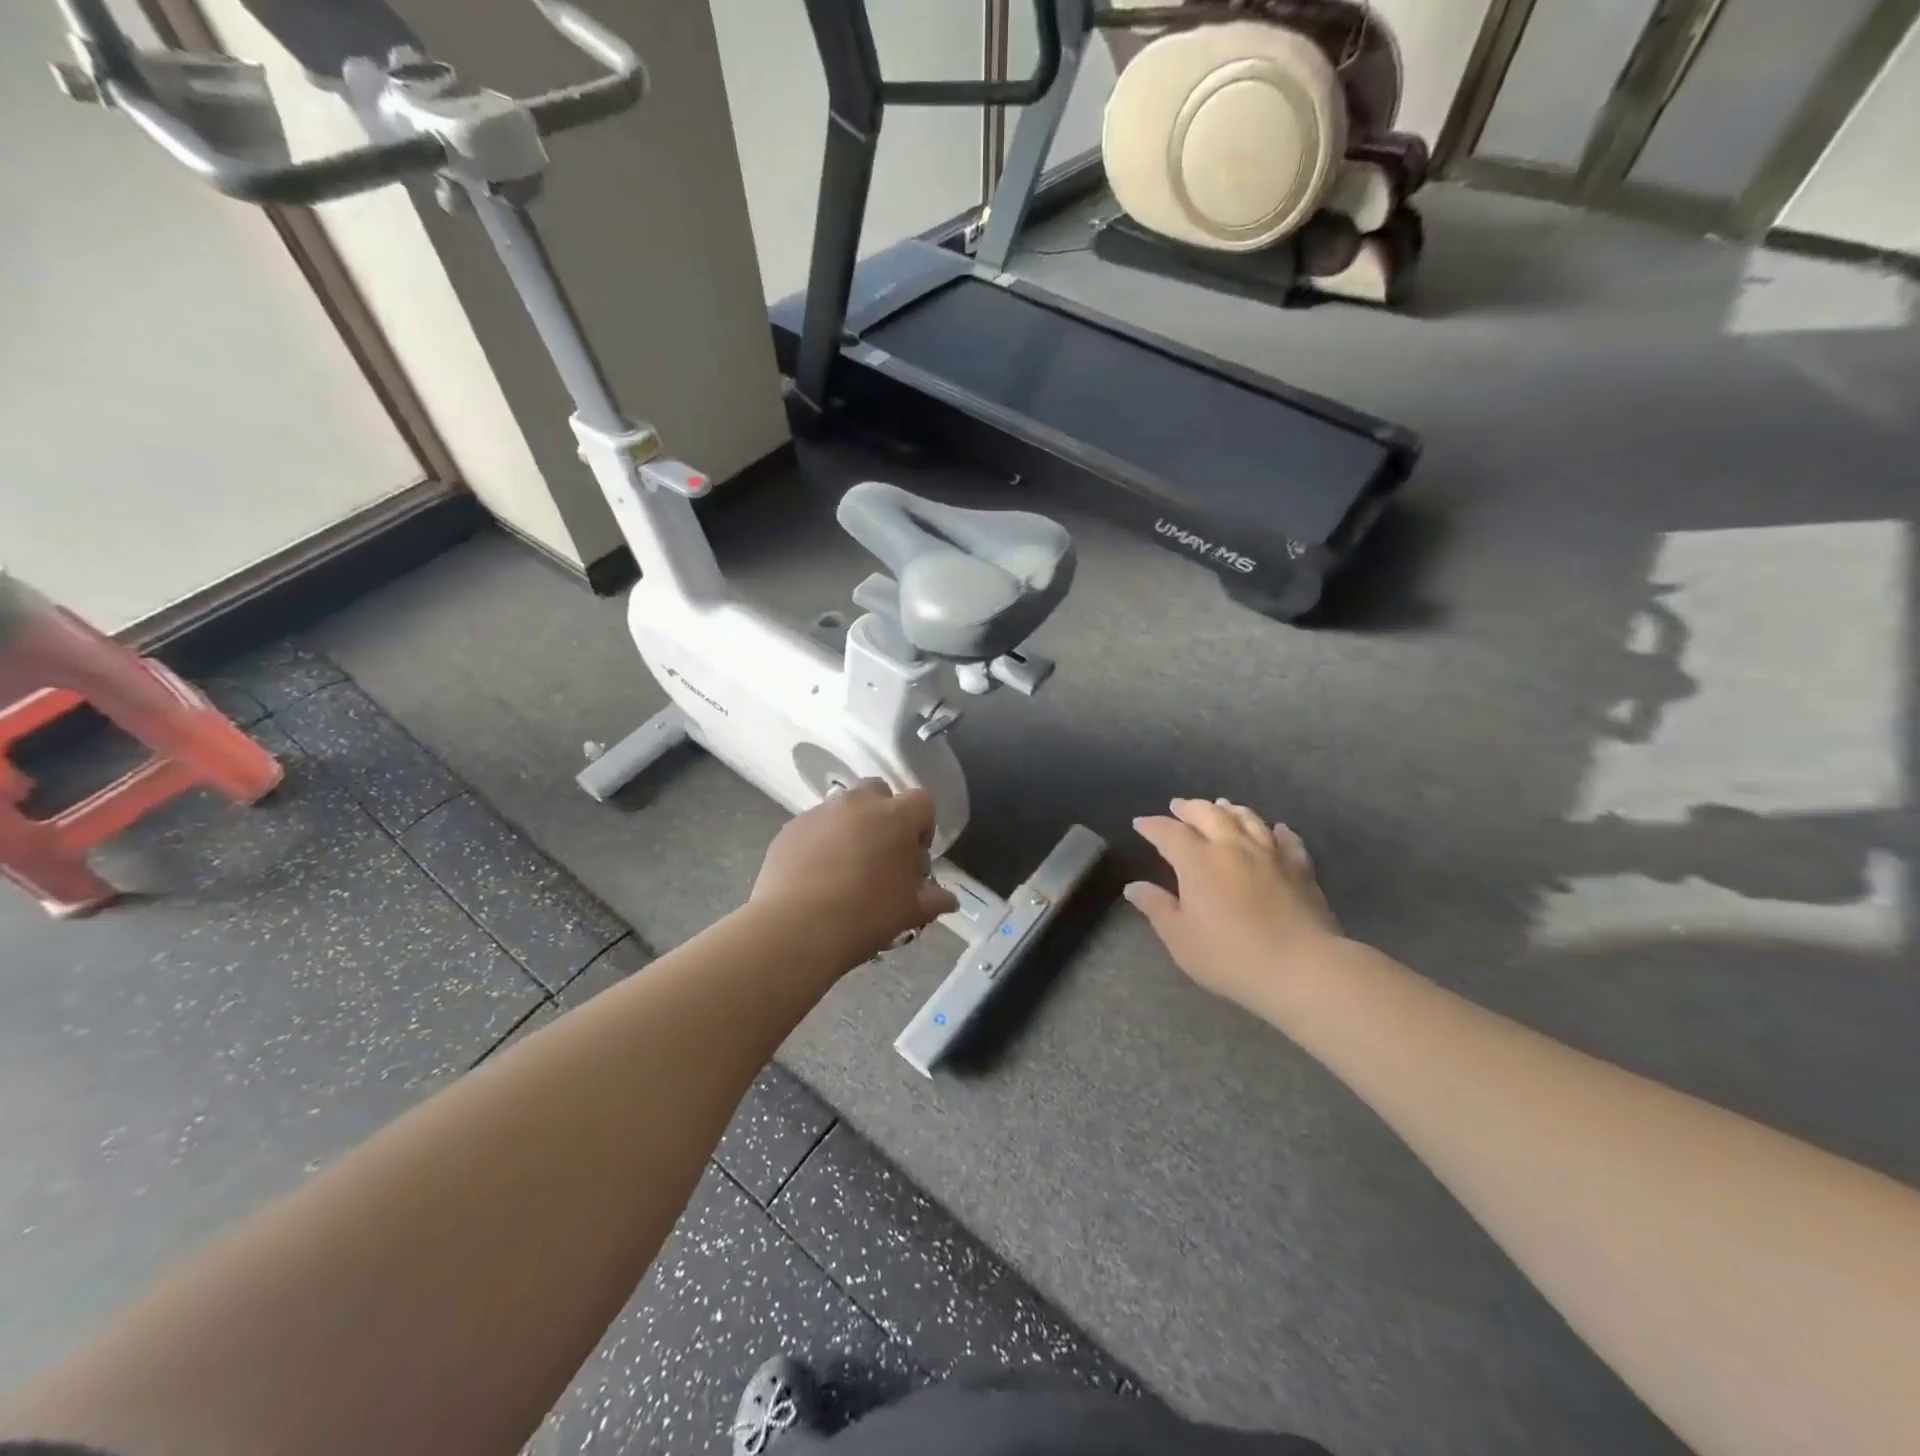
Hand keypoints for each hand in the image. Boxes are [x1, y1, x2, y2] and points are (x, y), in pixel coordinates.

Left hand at [751, 781, 959, 966]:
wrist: (796, 929)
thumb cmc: (865, 916)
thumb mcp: (909, 911)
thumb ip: (933, 899)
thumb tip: (950, 900)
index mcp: (896, 817)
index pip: (922, 802)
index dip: (923, 826)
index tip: (915, 856)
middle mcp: (858, 804)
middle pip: (879, 791)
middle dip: (885, 814)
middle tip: (881, 853)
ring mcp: (821, 812)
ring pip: (843, 807)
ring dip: (851, 827)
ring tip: (846, 867)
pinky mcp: (790, 828)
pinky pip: (814, 826)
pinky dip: (820, 841)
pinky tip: (816, 876)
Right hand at [1126, 798, 1340, 1011]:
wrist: (1302, 968)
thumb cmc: (1230, 956)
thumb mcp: (1181, 938)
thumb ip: (1157, 908)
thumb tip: (1133, 887)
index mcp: (1198, 861)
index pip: (1169, 832)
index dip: (1152, 826)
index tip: (1140, 824)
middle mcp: (1232, 846)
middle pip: (1208, 814)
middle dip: (1190, 808)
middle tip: (1178, 806)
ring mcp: (1270, 853)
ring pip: (1247, 819)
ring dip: (1229, 810)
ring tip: (1221, 805)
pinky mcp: (1300, 868)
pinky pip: (1287, 840)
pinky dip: (1277, 830)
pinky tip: (1276, 829)